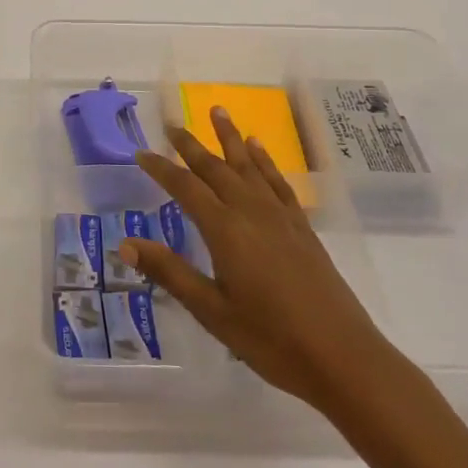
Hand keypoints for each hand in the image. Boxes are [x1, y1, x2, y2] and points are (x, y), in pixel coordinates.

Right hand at [121, 108, 399, 416]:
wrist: (342, 357)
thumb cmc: (271, 339)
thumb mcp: (211, 311)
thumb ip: (169, 273)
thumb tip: (125, 244)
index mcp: (225, 230)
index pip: (185, 188)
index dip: (161, 168)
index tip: (141, 153)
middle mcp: (251, 212)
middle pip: (215, 168)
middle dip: (191, 145)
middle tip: (171, 123)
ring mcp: (280, 216)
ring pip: (249, 165)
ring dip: (230, 138)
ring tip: (217, 110)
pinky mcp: (301, 226)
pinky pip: (277, 181)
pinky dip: (265, 160)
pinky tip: (258, 149)